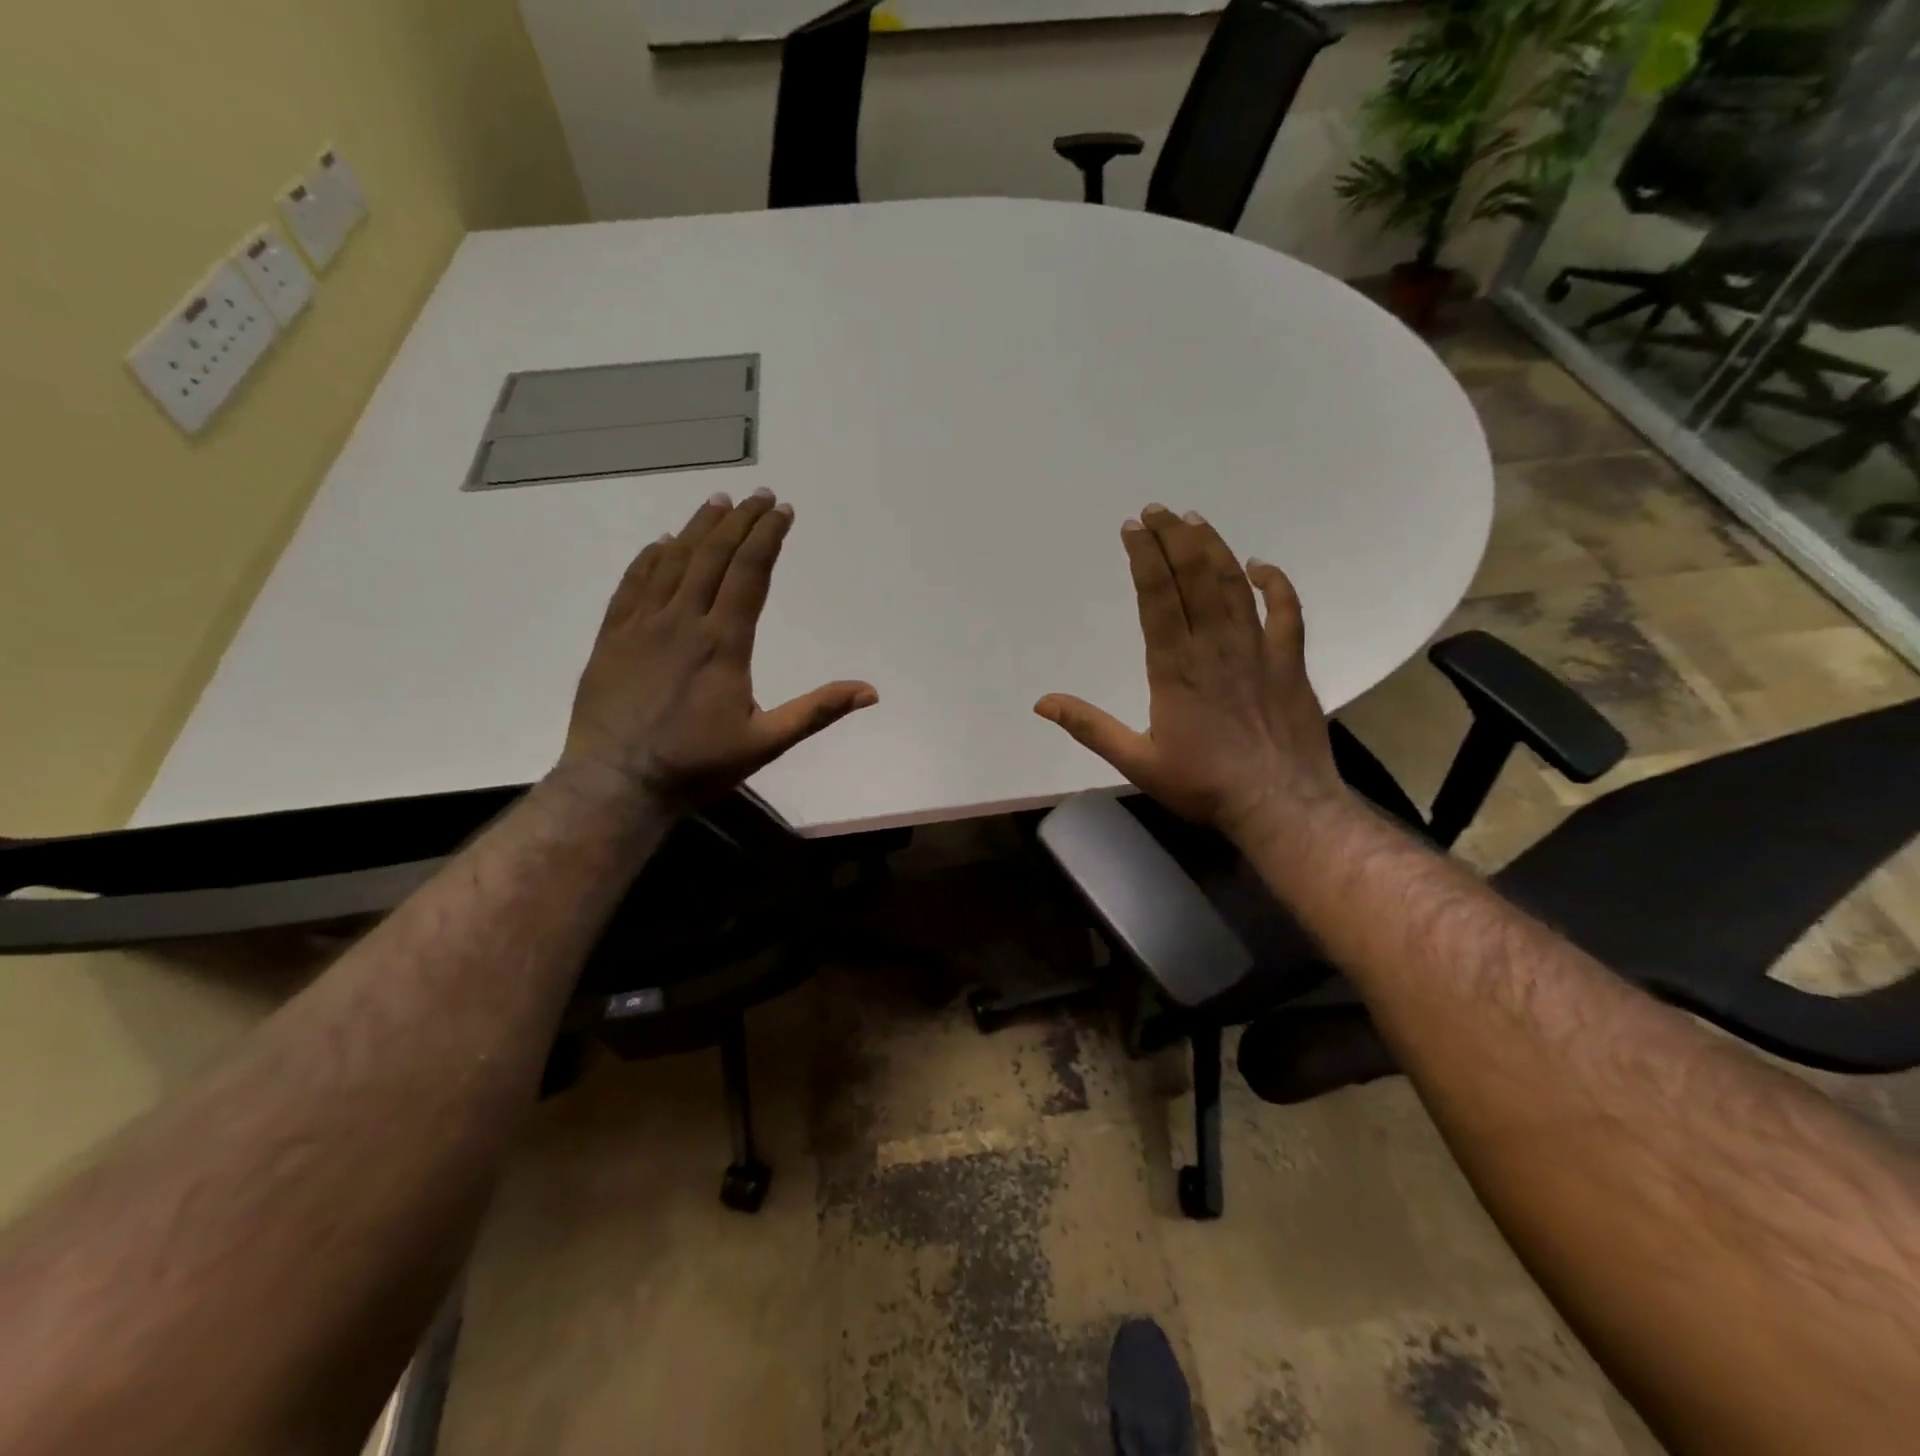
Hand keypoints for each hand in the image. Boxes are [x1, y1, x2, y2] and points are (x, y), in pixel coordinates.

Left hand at [559, 489, 877, 809]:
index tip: (782, 510)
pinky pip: (633, 583)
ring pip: (673, 562)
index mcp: (724, 642)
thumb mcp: (767, 743)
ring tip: (717, 502)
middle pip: (714, 556)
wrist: (617, 782)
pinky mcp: (613, 636)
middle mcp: (683, 620)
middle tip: (758, 495)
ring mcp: (643, 625)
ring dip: (698, 528)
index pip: (750, 573)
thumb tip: (870, 692)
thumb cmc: (697, 764)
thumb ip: (817, 711)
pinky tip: (662, 542)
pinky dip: (650, 557)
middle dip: (739, 521)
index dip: (768, 537)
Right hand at [1034, 503, 1345, 843]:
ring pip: (1234, 584)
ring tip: (1195, 520)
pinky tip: (1261, 566)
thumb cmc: (1203, 784)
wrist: (1280, 805)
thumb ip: (1090, 727)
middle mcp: (1215, 646)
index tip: (1132, 528)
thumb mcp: (1136, 762)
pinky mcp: (1289, 662)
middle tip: (1158, 509)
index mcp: (1175, 667)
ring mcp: (1257, 650)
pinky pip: (1286, 611)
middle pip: (1195, 577)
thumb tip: (1042, 703)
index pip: (1156, 597)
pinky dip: (1275, 584)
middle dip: (1175, 538)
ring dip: (1214, 548)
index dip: (1143, 557)